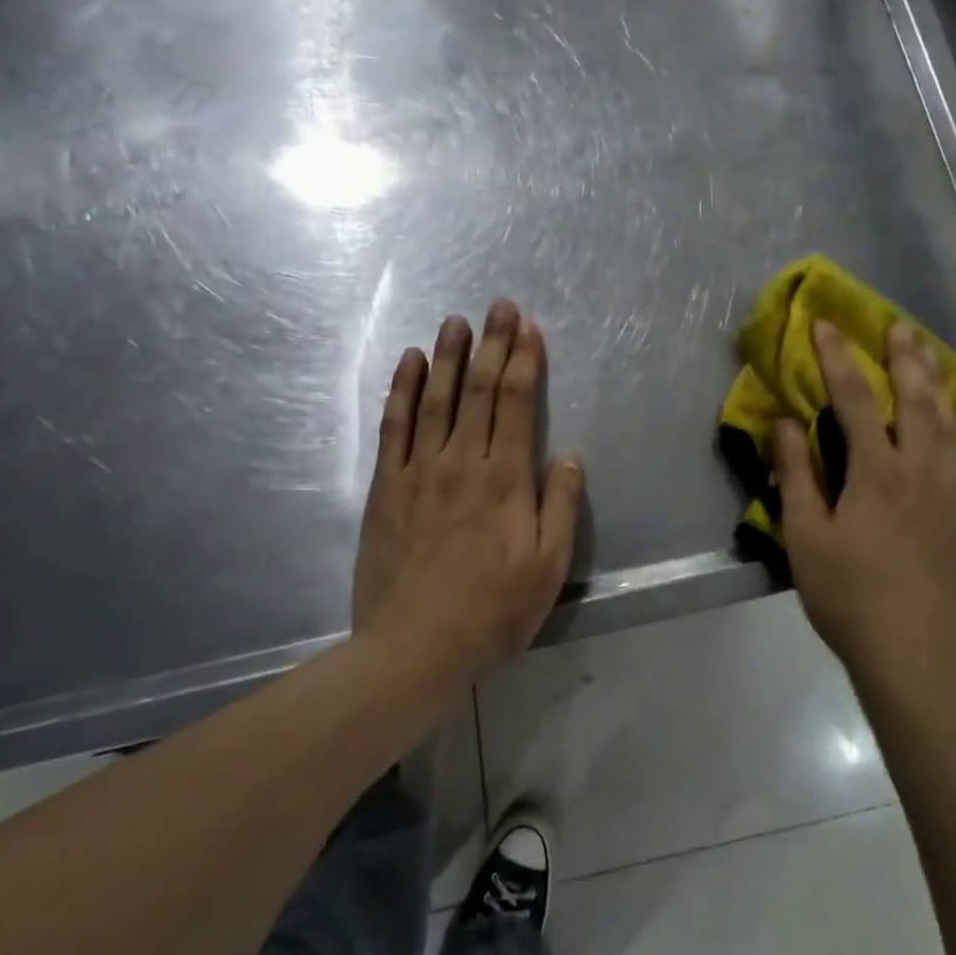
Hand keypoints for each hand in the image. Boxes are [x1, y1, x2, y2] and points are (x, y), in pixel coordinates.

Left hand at [352, 301, 585, 685]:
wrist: (414, 648)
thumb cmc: (492, 610)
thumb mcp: (548, 567)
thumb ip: (560, 505)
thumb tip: (569, 455)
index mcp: (505, 479)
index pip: (517, 404)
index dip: (524, 361)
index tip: (528, 328)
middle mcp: (462, 461)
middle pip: (478, 390)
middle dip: (492, 343)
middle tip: (499, 306)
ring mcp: (419, 470)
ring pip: (436, 398)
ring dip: (447, 354)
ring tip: (456, 319)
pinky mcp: (386, 486)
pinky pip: (394, 426)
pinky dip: (402, 389)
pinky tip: (409, 362)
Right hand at [774, 320, 955, 684]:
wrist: (914, 651)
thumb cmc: (847, 594)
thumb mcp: (805, 536)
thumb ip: (797, 474)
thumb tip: (786, 421)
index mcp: (875, 472)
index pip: (855, 400)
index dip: (838, 359)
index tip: (826, 325)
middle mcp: (919, 469)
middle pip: (915, 400)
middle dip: (904, 358)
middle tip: (897, 325)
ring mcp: (950, 490)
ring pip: (949, 421)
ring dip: (939, 381)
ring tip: (932, 352)